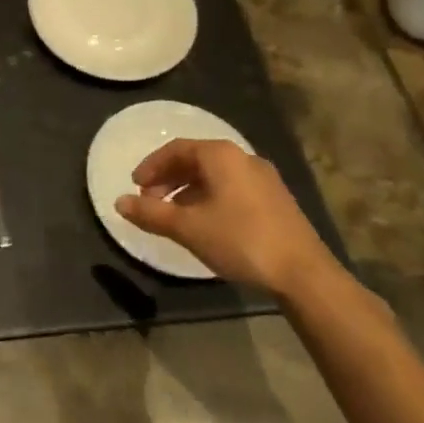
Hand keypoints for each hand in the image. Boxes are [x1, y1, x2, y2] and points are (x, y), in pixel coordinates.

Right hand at [115, 139, 338, 296]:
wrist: (304, 274)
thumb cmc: (240, 240)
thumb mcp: (188, 227)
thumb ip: (151, 213)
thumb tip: (119, 202)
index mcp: (220, 155)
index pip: (176, 149)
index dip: (151, 166)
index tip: (135, 186)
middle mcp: (243, 157)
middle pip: (196, 160)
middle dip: (169, 179)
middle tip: (151, 201)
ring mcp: (264, 178)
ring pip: (215, 176)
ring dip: (189, 191)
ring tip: (175, 216)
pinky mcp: (277, 200)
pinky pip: (233, 188)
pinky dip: (210, 198)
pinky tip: (206, 224)